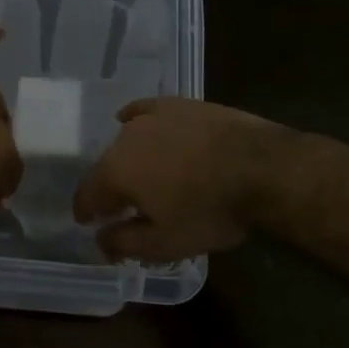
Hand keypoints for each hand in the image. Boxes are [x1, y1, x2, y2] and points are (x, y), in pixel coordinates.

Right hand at [73, 98, 286, 262]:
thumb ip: (124, 243)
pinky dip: (137, 120)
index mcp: (115, 172)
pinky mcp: (179, 104)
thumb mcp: (165, 243)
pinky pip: (147, 112)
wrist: (263, 168)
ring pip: (128, 141)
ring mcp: (153, 116)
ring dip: (130, 160)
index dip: (85, 212)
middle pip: (107, 166)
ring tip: (144, 176)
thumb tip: (100, 240)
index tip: (88, 223)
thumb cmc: (209, 211)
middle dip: (110, 188)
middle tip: (123, 207)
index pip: (87, 194)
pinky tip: (136, 122)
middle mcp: (125, 138)